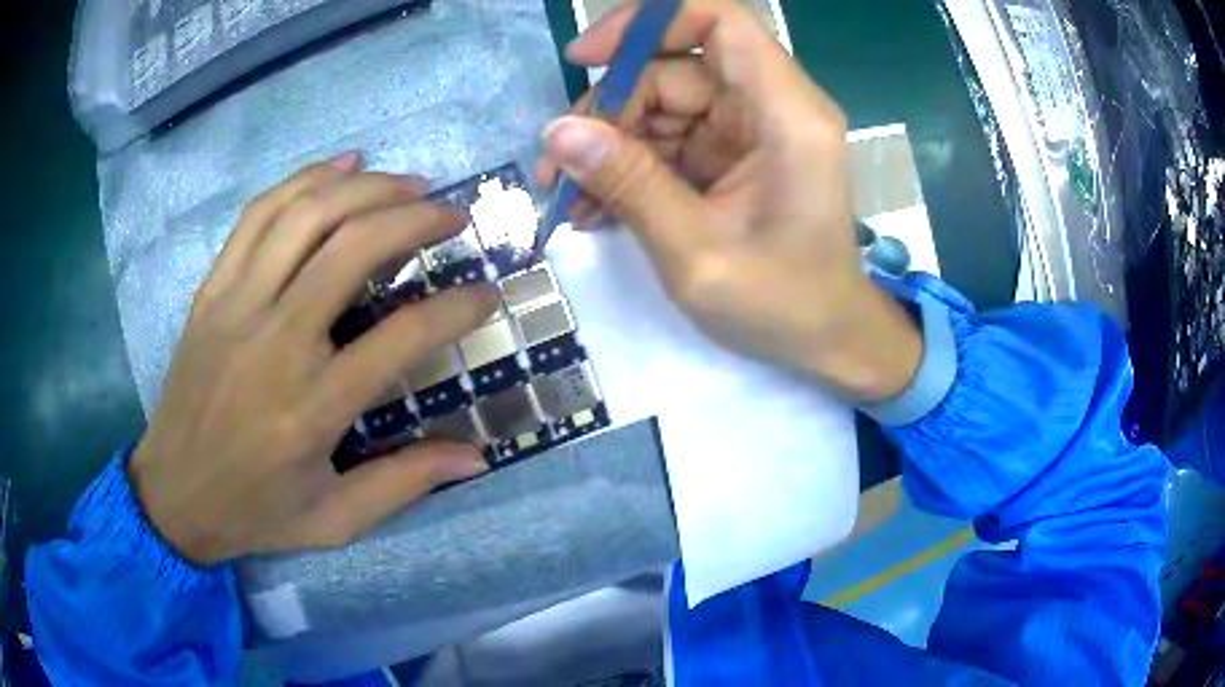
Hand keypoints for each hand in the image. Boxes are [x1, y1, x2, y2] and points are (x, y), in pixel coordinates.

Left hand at [129, 153, 495, 564]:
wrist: (172, 494)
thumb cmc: (256, 511)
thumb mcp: (335, 520)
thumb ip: (403, 483)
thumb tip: (475, 456)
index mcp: (312, 408)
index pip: (402, 336)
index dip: (458, 308)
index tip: (488, 293)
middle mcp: (275, 342)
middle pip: (353, 248)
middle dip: (417, 218)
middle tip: (454, 213)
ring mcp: (236, 306)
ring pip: (307, 215)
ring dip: (367, 187)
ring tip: (409, 183)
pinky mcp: (212, 291)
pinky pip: (259, 214)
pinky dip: (305, 179)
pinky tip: (342, 164)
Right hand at [538, 0, 920, 401]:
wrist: (826, 341)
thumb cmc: (783, 305)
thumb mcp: (697, 253)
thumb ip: (631, 185)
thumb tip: (558, 131)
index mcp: (787, 115)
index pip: (718, 21)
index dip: (647, 22)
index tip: (586, 57)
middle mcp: (772, 107)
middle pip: (675, 69)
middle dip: (610, 111)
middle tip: (560, 169)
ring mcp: (750, 130)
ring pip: (662, 105)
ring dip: (610, 145)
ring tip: (569, 199)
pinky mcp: (733, 155)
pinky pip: (670, 139)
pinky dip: (630, 166)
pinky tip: (596, 206)